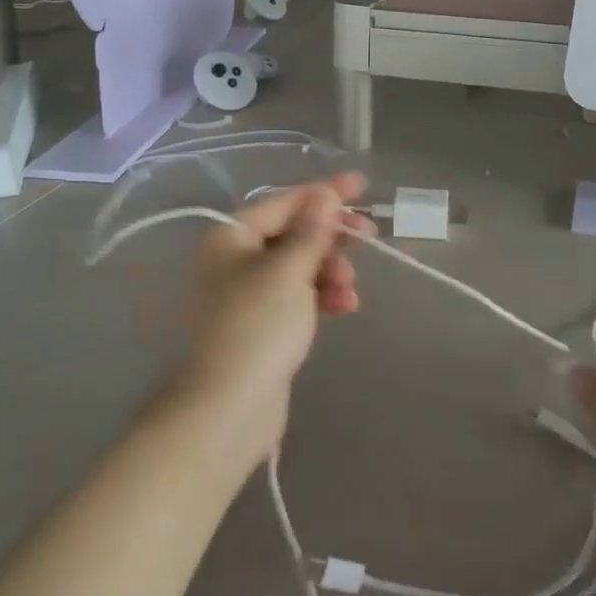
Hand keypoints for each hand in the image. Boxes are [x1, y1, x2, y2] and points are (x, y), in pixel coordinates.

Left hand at [175, 174, 367, 459]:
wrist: (227, 409)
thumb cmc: (257, 326)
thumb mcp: (290, 270)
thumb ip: (312, 230)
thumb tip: (326, 194)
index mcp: (230, 237)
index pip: (284, 201)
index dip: (324, 192)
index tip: (362, 186)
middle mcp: (234, 259)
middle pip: (292, 233)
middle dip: (330, 237)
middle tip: (368, 237)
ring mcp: (246, 293)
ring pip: (298, 266)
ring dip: (329, 270)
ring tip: (349, 289)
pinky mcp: (260, 324)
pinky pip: (297, 296)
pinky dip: (321, 296)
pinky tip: (345, 307)